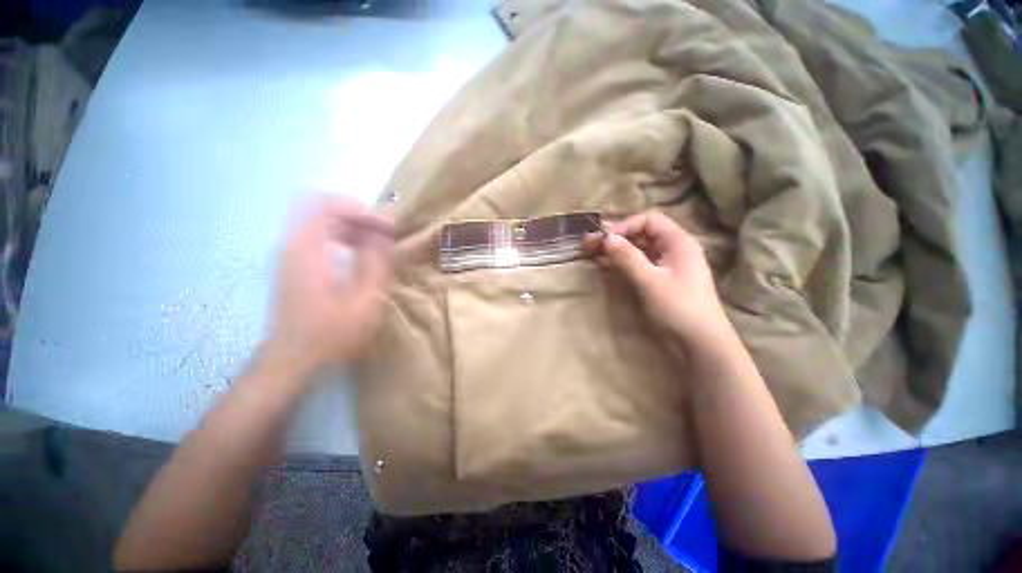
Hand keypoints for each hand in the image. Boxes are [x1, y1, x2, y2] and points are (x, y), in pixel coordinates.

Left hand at [264, 197, 393, 379]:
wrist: (292, 358)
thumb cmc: (330, 332)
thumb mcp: (364, 300)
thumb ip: (375, 263)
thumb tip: (383, 236)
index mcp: (307, 250)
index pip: (322, 203)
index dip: (355, 207)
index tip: (382, 224)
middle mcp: (293, 245)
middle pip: (322, 209)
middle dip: (358, 217)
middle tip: (385, 233)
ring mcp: (291, 255)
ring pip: (320, 222)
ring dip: (352, 227)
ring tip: (377, 243)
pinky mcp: (294, 265)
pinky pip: (319, 237)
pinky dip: (343, 238)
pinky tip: (360, 255)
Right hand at [589, 211, 731, 344]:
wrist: (700, 343)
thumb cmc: (678, 308)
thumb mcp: (650, 281)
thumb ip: (627, 257)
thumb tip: (606, 238)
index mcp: (678, 242)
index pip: (648, 220)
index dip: (625, 226)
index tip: (606, 241)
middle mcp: (673, 249)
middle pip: (641, 235)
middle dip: (615, 239)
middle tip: (589, 245)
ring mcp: (667, 266)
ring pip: (638, 250)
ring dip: (616, 251)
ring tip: (592, 255)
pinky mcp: (660, 280)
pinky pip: (638, 265)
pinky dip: (622, 264)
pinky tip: (606, 267)